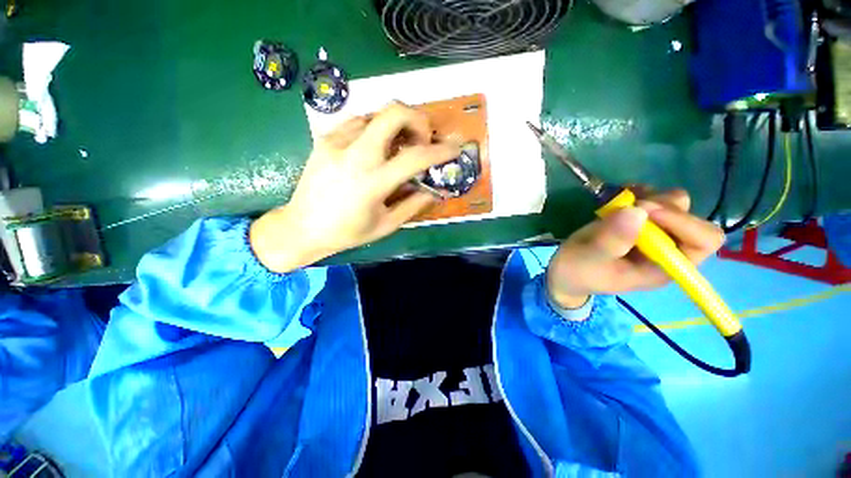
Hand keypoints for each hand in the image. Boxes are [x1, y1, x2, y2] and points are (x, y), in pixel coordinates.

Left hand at [250, 101, 460, 272]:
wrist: (302, 227)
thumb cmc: (348, 232)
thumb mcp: (386, 225)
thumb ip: (414, 205)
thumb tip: (435, 190)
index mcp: (373, 182)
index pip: (416, 157)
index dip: (441, 150)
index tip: (454, 148)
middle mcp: (355, 155)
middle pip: (394, 112)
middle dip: (418, 119)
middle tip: (422, 139)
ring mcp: (337, 142)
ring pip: (376, 113)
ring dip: (396, 125)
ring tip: (399, 146)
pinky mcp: (325, 139)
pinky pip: (358, 122)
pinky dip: (375, 129)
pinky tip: (375, 148)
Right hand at [546, 189, 725, 308]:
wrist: (565, 271)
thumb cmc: (578, 271)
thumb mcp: (589, 259)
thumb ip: (611, 241)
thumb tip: (637, 211)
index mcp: (664, 267)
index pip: (702, 241)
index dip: (683, 222)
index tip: (645, 210)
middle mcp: (667, 249)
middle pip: (692, 218)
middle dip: (663, 207)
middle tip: (630, 205)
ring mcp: (654, 234)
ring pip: (674, 204)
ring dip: (651, 197)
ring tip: (620, 201)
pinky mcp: (639, 223)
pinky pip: (653, 198)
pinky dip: (639, 192)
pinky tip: (619, 197)